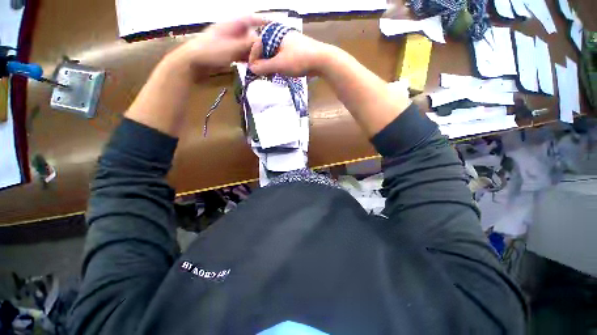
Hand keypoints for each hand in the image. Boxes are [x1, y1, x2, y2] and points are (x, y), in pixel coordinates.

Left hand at [168, 16, 266, 78]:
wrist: (194, 62)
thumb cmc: (211, 51)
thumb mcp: (232, 47)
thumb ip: (248, 45)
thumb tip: (263, 43)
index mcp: (232, 25)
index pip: (251, 18)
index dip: (263, 20)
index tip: (275, 25)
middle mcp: (232, 32)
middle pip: (251, 34)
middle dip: (261, 41)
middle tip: (271, 50)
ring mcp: (230, 43)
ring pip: (247, 45)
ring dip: (255, 52)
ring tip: (264, 60)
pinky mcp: (228, 53)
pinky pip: (242, 54)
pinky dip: (248, 59)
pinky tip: (253, 65)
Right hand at [248, 31, 332, 76]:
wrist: (322, 60)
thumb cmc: (298, 60)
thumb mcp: (279, 64)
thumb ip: (264, 66)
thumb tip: (252, 69)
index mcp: (273, 34)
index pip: (256, 44)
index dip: (253, 58)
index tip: (252, 70)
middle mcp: (280, 35)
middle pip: (265, 49)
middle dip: (262, 62)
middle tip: (263, 74)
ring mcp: (288, 41)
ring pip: (274, 53)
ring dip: (271, 65)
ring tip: (271, 75)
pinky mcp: (295, 49)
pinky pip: (282, 56)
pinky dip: (279, 64)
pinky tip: (280, 72)